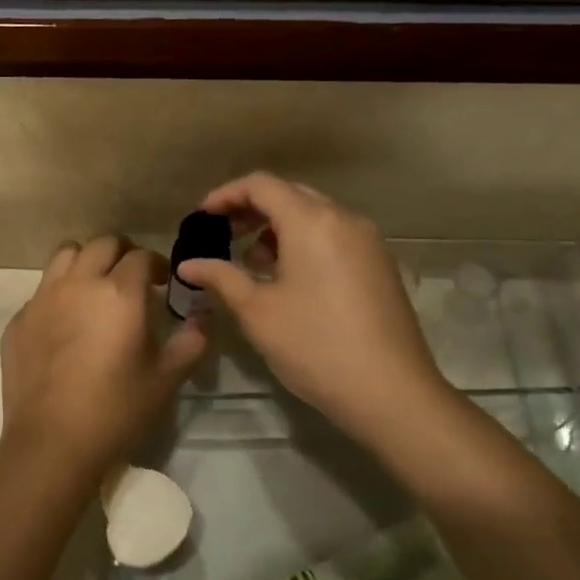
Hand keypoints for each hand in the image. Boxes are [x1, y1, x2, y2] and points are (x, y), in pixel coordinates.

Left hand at [0, 236, 206, 473]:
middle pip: (101, 243)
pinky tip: (63, 325)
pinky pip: (40, 291)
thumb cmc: (116, 410)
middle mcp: (79, 284)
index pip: (140, 256)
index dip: (155, 265)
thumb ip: (189, 343)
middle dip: (121, 253)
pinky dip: (57, 295)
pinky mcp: (19, 319)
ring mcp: (43, 299)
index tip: (161, 283)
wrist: (52, 443)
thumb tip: (200, 320)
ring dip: (84, 262)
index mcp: (119, 293)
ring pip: (65, 255)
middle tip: (130, 279)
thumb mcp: (166, 380)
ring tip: (93, 288)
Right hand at [174, 174, 446, 442]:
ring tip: (252, 262)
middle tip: (222, 234)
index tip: (202, 217)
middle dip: (251, 209)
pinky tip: (289, 278)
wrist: (392, 393)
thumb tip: (187, 265)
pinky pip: (334, 235)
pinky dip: (304, 242)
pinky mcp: (379, 264)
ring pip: (314, 215)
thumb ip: (220, 277)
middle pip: (289, 194)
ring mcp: (367, 241)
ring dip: (278, 227)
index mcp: (311, 221)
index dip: (226, 194)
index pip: (261, 185)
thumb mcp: (257, 312)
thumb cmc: (315, 346)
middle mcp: (343, 219)